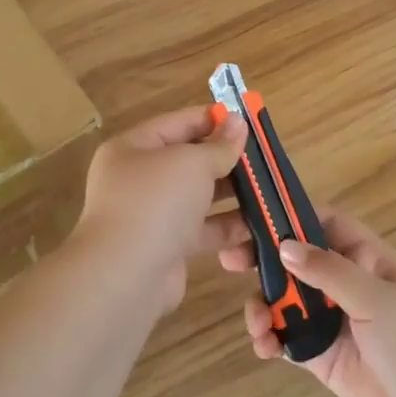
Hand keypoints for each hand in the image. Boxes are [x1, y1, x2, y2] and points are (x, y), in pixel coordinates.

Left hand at [69, 105, 248, 318]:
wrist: (126, 276)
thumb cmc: (156, 203)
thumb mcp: (192, 163)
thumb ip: (219, 145)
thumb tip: (237, 123)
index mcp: (133, 148)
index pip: (178, 123)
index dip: (213, 120)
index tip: (249, 122)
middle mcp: (139, 179)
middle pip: (190, 162)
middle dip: (228, 161)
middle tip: (266, 161)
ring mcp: (152, 215)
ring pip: (199, 198)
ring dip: (233, 196)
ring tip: (269, 192)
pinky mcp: (167, 247)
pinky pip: (202, 231)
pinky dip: (227, 229)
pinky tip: (257, 228)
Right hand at [221, 211, 395, 396]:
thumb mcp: (374, 297)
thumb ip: (328, 270)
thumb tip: (284, 246)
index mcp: (366, 258)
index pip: (325, 223)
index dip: (292, 215)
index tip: (256, 217)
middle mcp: (344, 283)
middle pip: (295, 259)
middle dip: (262, 258)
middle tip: (229, 260)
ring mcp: (330, 319)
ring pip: (284, 298)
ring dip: (262, 304)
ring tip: (255, 322)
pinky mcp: (319, 354)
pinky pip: (285, 337)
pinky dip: (268, 337)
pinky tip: (264, 346)